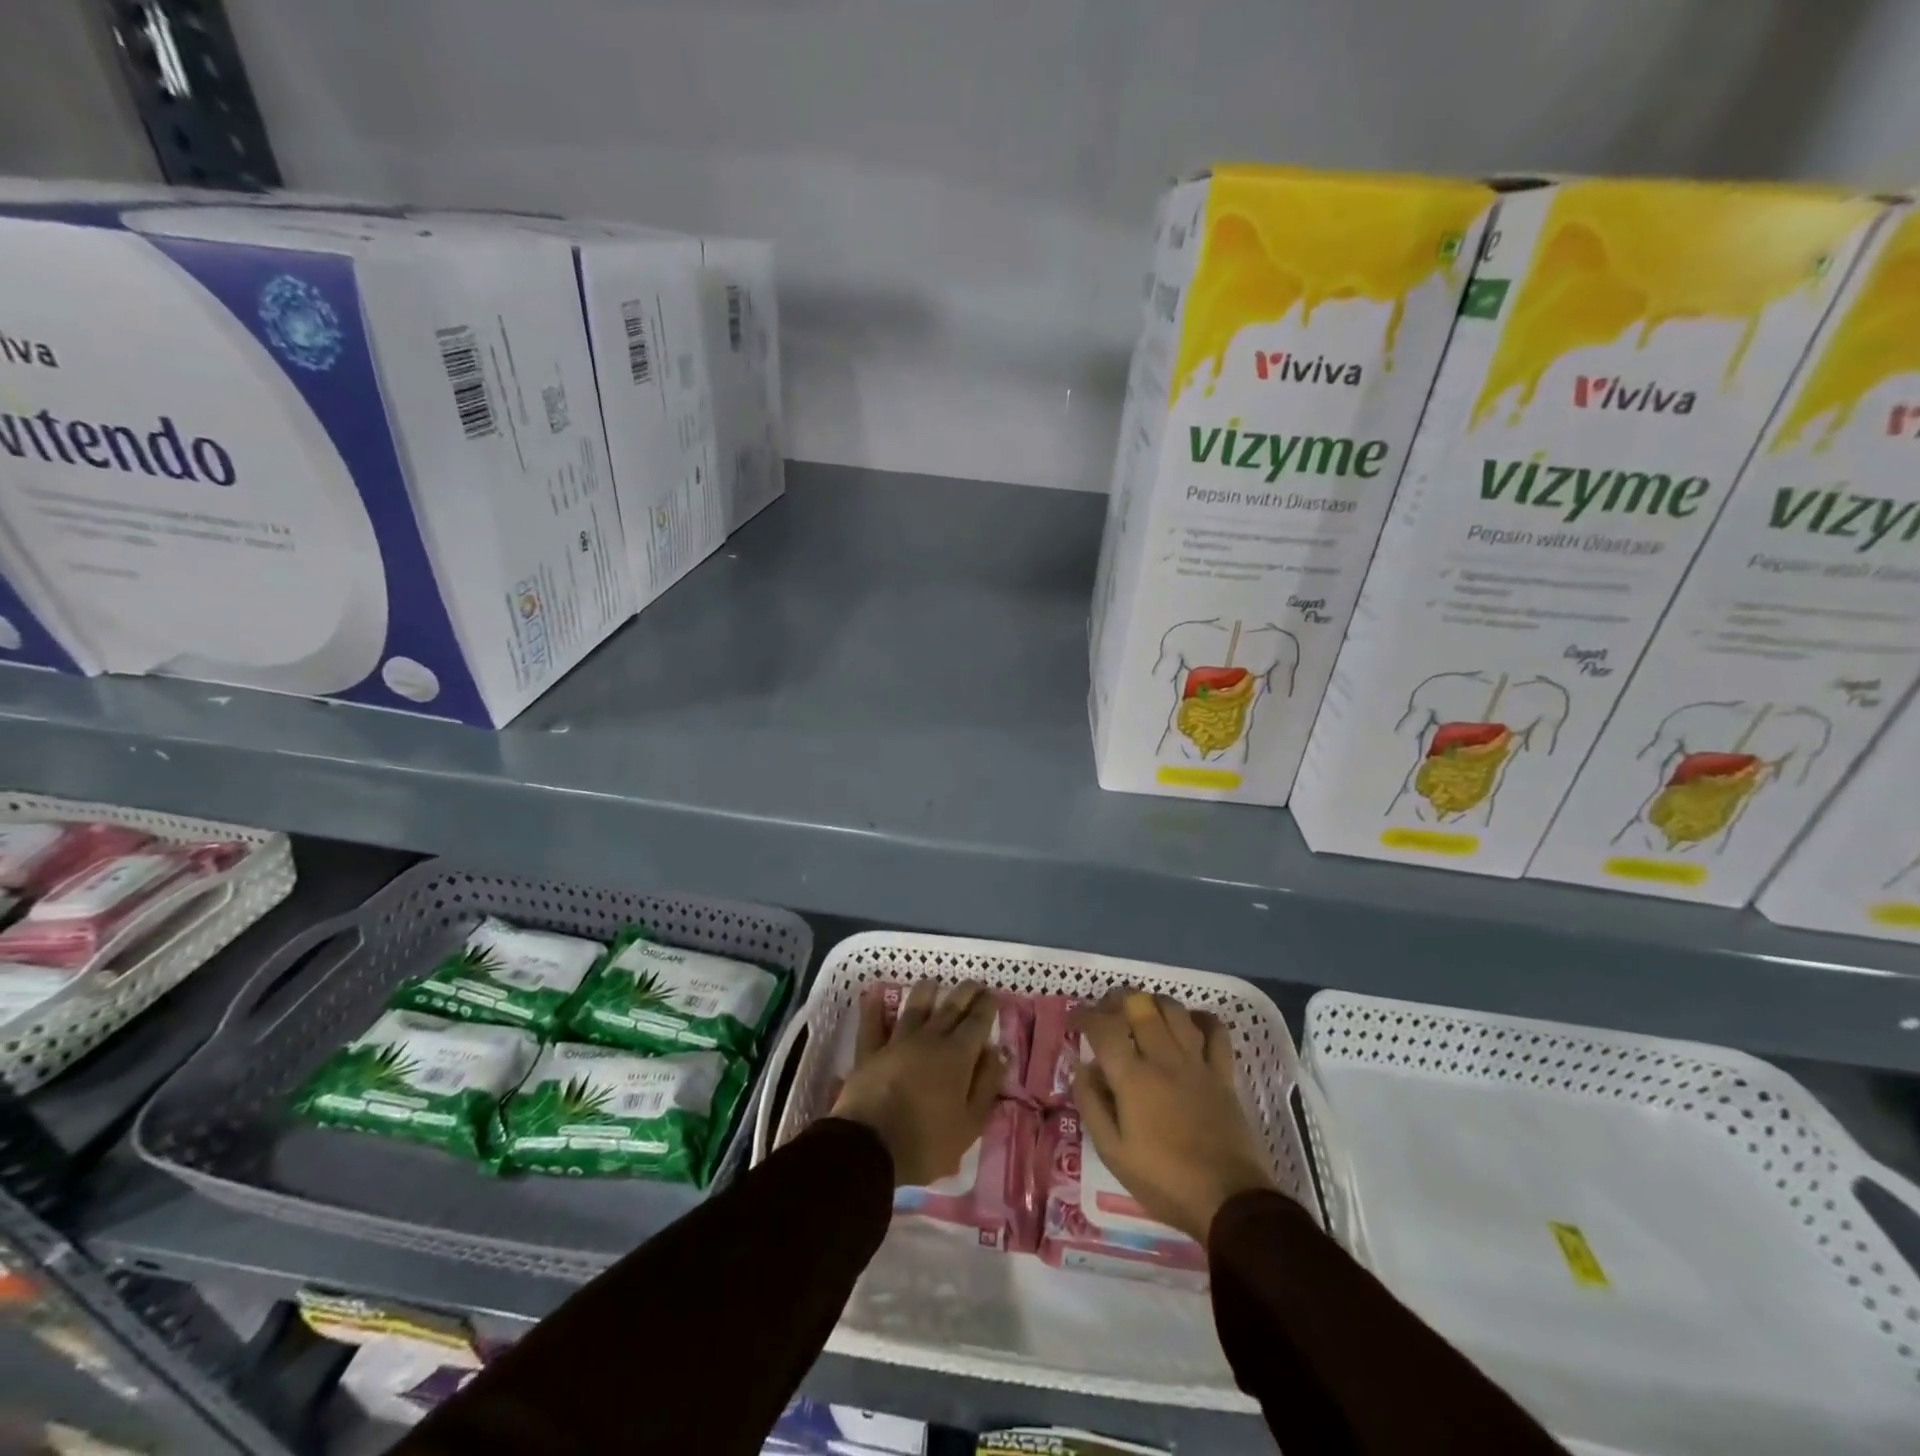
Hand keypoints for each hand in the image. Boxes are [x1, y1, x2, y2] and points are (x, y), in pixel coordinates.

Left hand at [831, 980, 1005, 1187]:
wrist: (871, 1147)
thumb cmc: (927, 1142)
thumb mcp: (970, 1123)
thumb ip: (986, 1084)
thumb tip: (998, 1051)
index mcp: (957, 1056)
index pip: (977, 1022)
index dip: (987, 1006)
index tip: (993, 994)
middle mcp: (929, 1039)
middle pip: (950, 1008)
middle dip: (965, 993)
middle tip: (973, 983)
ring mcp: (897, 1042)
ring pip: (914, 1008)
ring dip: (925, 992)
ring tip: (933, 981)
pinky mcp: (869, 1052)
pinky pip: (871, 1025)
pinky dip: (872, 1008)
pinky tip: (873, 994)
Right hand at [1072, 988, 1278, 1242]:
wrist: (1228, 1201)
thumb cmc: (1164, 1180)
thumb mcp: (1113, 1153)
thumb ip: (1092, 1104)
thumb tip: (1081, 1067)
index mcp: (1132, 1078)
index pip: (1103, 1028)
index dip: (1084, 1016)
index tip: (1074, 1020)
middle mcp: (1163, 1059)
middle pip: (1139, 1006)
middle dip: (1117, 999)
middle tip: (1106, 1010)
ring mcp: (1196, 1063)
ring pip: (1174, 1010)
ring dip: (1154, 1002)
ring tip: (1143, 1011)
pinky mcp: (1223, 1074)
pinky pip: (1216, 1031)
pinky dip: (1201, 1019)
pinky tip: (1190, 1023)